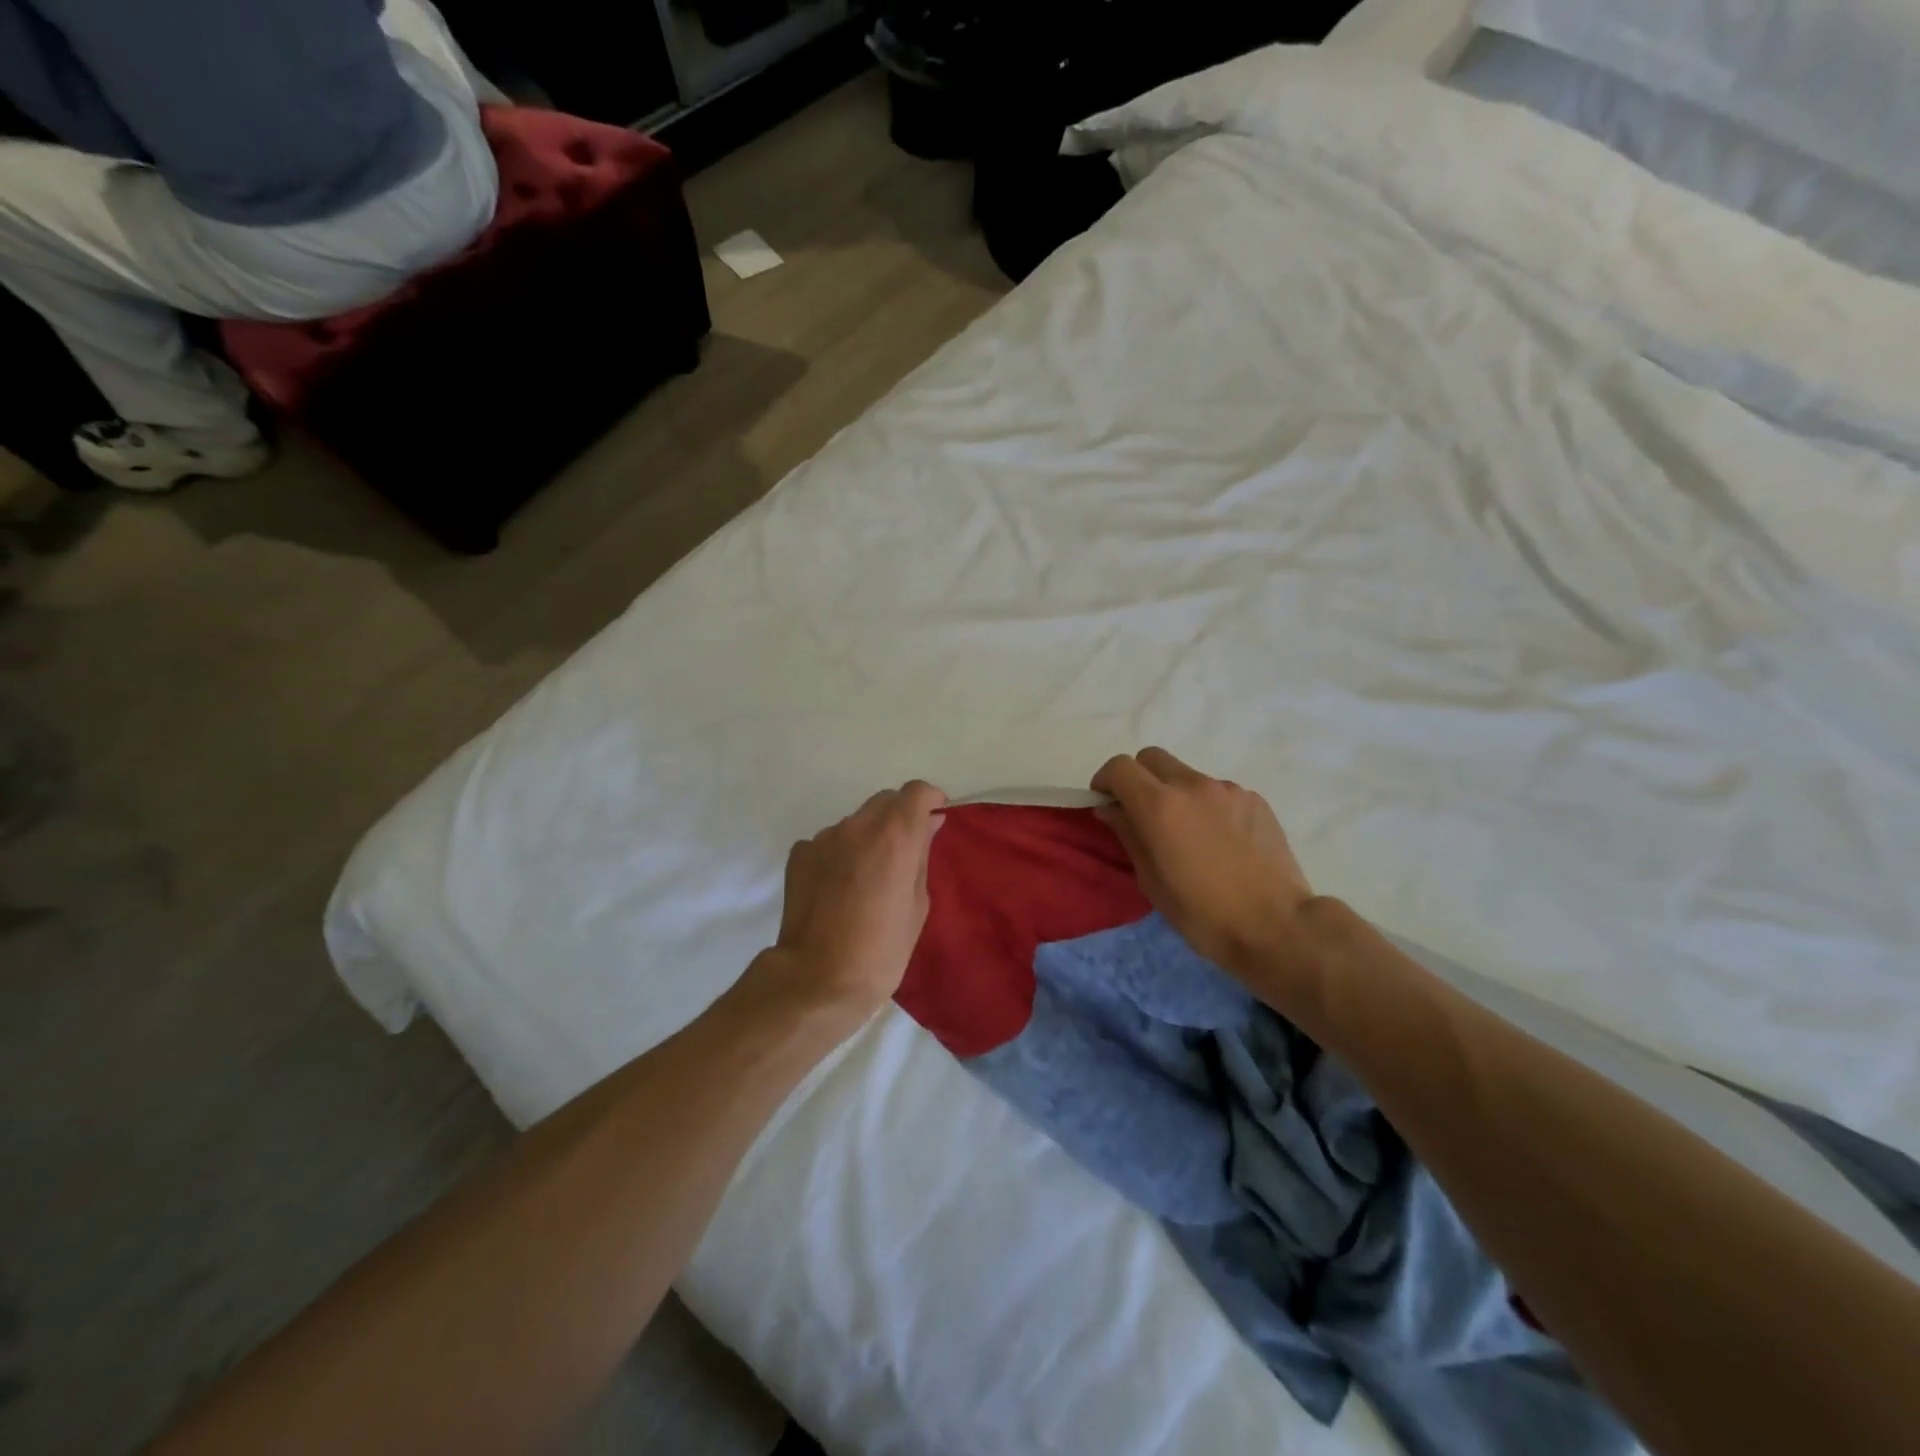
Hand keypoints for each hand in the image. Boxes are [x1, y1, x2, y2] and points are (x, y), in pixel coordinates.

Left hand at [754, 781, 948, 1021]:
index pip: (916, 791)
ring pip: (855, 822)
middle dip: (899, 817)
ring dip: (868, 836)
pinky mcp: (799, 854)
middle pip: (884, 801)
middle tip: (905, 853)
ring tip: (868, 877)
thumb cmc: (881, 949)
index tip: (934, 819)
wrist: (817, 979)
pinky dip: (840, 854)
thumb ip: (921, 855)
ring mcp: (824, 838)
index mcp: (894, 835)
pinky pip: (829, 842)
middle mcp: (857, 825)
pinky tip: (839, 888)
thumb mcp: (917, 904)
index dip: (929, 800)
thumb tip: (928, 825)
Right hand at [1091, 748, 1314, 980]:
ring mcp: (1228, 790)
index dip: (1105, 781)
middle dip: (1138, 778)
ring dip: (1176, 794)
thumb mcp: (1151, 881)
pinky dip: (1208, 807)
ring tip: (1188, 835)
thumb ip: (1128, 835)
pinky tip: (1221, 842)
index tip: (1106, 802)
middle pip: (1152, 758)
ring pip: (1187, 776)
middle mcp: (1193, 785)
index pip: (1120, 767)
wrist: (1277, 926)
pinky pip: (1218, 792)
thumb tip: (1110, 809)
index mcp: (1160, 806)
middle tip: (1141, 813)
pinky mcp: (1255, 800)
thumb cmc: (1203, 914)